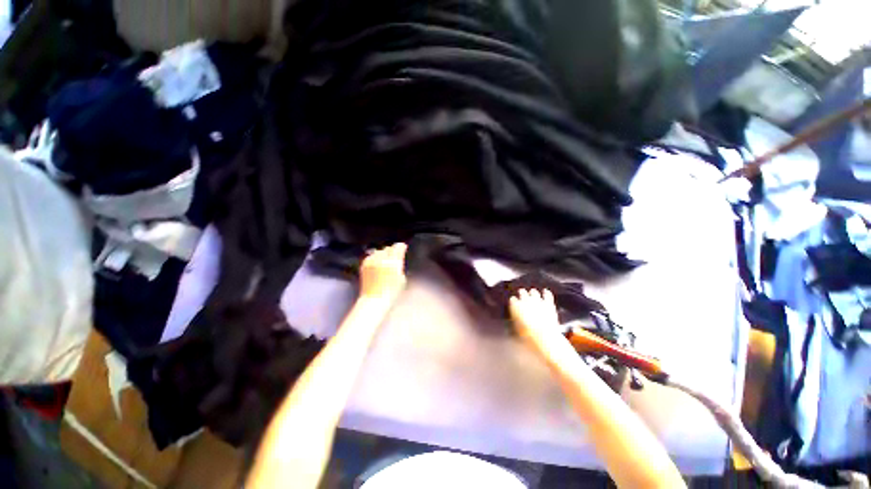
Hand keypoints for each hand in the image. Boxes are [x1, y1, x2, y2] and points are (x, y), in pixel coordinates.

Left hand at [359, 243, 407, 301]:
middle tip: (395, 255)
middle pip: (388, 248)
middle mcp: (381, 259)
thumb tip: (399, 260)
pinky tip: (377, 263)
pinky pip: (371, 256)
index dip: (401, 246)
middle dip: (392, 250)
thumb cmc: (391, 292)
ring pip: (379, 251)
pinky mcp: (364, 265)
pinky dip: (375, 257)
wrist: (375, 300)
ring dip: (383, 253)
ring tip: (386, 259)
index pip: (398, 247)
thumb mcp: (402, 279)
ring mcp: (372, 261)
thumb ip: (400, 266)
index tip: (403, 247)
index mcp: (393, 262)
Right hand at [509, 289, 573, 360]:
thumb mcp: (516, 331)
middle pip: (522, 292)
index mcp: (516, 306)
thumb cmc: (528, 336)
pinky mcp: (548, 304)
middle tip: (522, 295)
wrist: (545, 338)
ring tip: (532, 293)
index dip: (514, 302)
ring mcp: (538, 301)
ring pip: (534, 291)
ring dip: (533, 293)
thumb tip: (512, 324)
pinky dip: (546, 293)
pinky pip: (547, 294)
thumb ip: (514, 323)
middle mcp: (526, 300)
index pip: (512, 299)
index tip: (514, 304)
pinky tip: (545, 291)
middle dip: (522, 293)